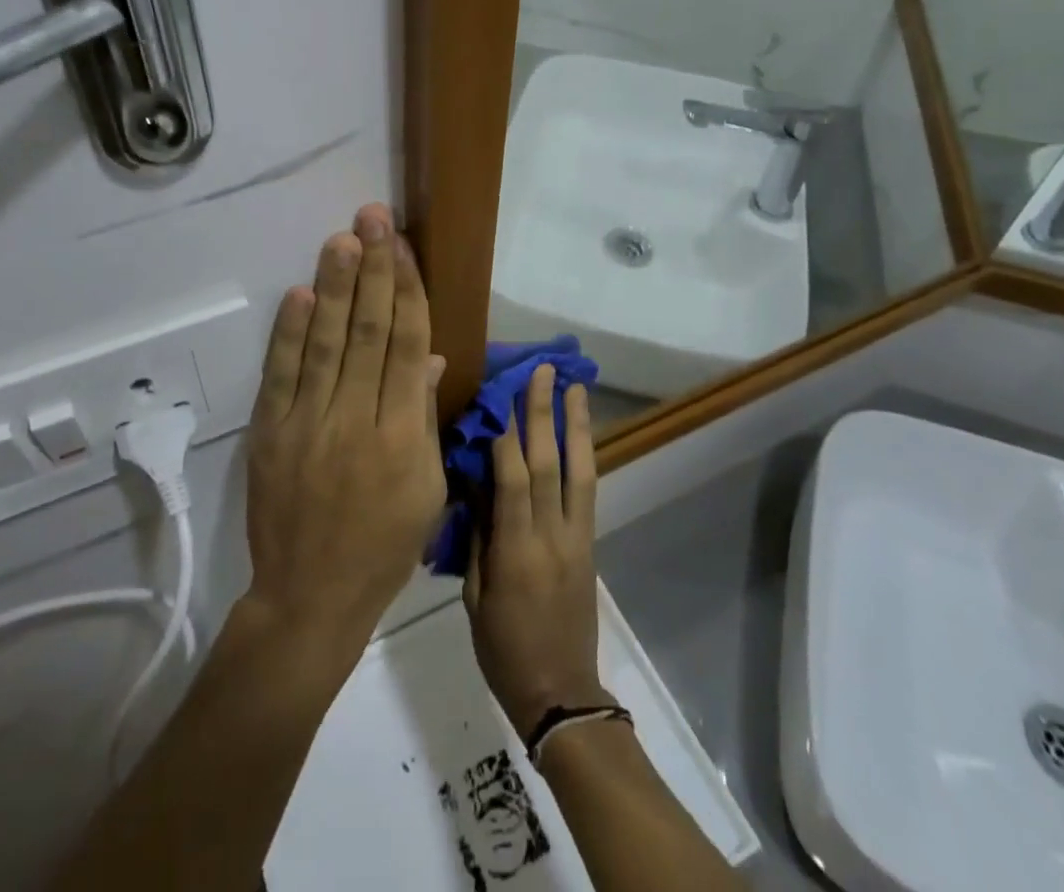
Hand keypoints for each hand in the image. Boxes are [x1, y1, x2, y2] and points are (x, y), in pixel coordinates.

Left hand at [241, 203, 446, 663]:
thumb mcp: (427, 489)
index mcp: (404, 437)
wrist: (310, 597)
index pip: (408, 346)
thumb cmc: (384, 546)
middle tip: (373, 218)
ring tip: (342, 239)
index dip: (408, 291)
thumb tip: (429, 357)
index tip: (405, 247)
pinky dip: (290, 333)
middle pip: (369, 332)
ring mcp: (309, 425)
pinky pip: (282, 375)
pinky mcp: (271, 434)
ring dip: (334, 287)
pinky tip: (301, 294)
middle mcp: (358, 421)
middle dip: (374, 270)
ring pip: (327, 343)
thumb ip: (426, 418)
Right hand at [464, 364, 607, 736]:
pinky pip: (588, 490)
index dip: (507, 434)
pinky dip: (585, 454)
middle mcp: (551, 536)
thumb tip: (476, 486)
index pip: (513, 480)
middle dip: (544, 413)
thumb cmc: (504, 650)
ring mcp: (576, 538)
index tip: (501, 393)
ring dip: (576, 424)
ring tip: (574, 386)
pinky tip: (581, 431)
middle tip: (542, 371)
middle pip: (550, 464)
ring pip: (579, 471)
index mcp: (516, 552)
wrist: (560, 693)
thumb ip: (477, 538)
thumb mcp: (474, 599)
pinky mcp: (589, 543)